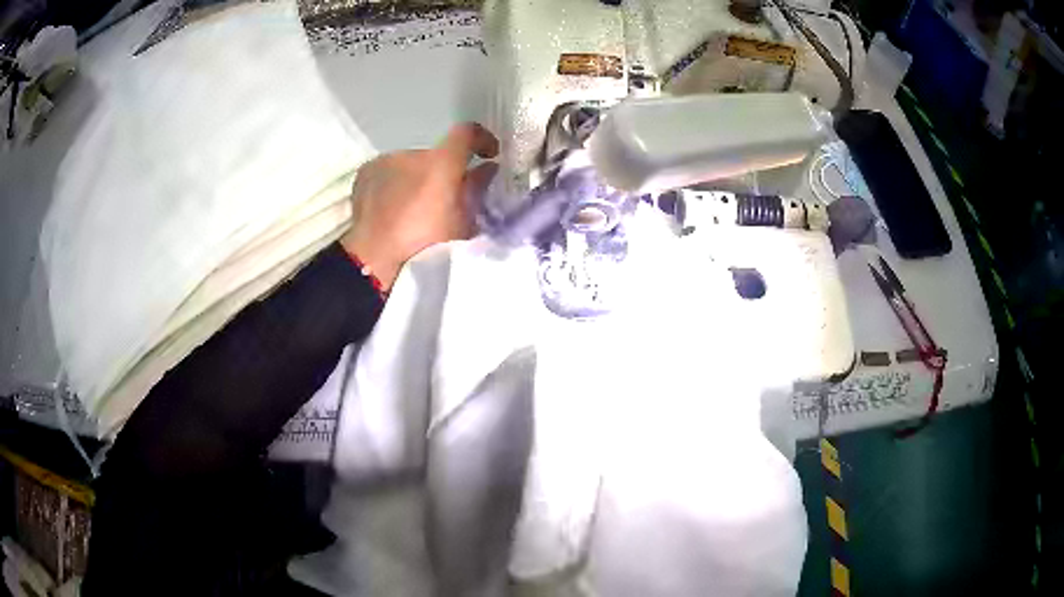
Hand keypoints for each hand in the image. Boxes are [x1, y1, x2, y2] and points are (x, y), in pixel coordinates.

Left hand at [341, 123, 498, 290]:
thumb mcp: (462, 223)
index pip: (467, 133)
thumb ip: (477, 190)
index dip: (482, 140)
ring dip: (418, 179)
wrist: (374, 258)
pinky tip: (393, 206)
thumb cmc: (425, 244)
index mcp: (441, 163)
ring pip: (410, 165)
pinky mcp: (366, 172)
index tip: (488, 154)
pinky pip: (389, 172)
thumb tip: (486, 170)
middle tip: (445, 198)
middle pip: (437, 155)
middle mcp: (413, 153)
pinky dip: (395, 184)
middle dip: (444, 171)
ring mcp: (386, 161)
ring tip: (415, 207)